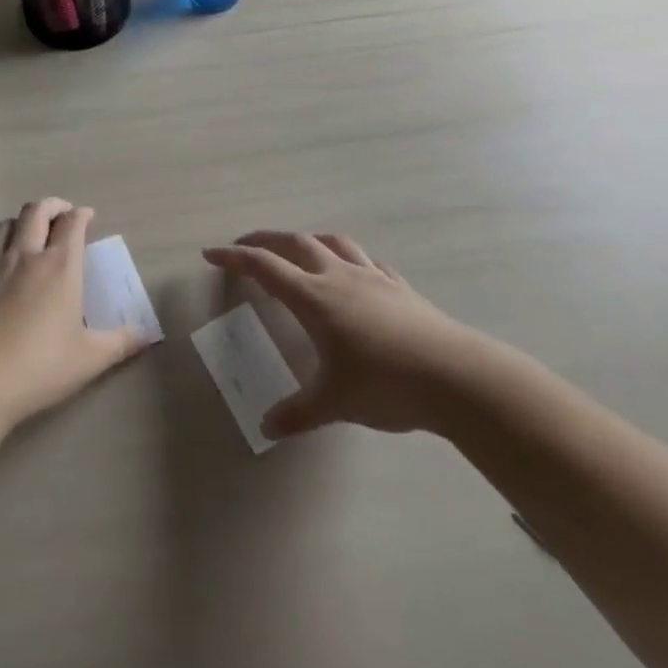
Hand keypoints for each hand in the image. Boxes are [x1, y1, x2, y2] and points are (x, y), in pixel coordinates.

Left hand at [0, 198, 146, 425]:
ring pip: (6, 223)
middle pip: (36, 210)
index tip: (88, 217)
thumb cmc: (43, 364)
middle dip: (52, 205)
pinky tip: (0, 261)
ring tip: (30, 231)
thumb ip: (122, 342)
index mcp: (61, 265)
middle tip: (63, 214)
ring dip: (21, 220)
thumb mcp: (91, 357)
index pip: (72, 223)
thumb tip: (147, 335)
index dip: (82, 215)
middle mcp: (28, 254)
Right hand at [204, 231, 474, 437]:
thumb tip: (267, 428)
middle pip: (294, 243)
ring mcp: (372, 277)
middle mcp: (339, 277)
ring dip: (307, 240)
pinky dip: (347, 258)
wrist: (456, 376)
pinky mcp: (399, 287)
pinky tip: (352, 273)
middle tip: (244, 246)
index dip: (234, 258)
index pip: (264, 267)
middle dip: (264, 239)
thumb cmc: (386, 384)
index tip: (211, 253)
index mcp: (315, 298)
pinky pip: (366, 261)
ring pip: (332, 243)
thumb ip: (297, 413)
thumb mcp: (335, 403)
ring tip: (296, 249)